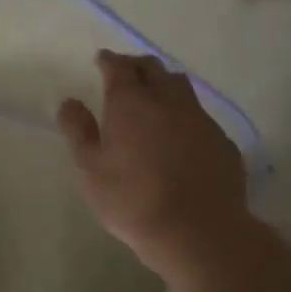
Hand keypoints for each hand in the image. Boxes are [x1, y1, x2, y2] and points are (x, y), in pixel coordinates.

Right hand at [57, 50, 248, 278]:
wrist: (198, 231)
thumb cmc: (132, 200)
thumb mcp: (91, 169)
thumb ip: (78, 130)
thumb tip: (69, 101)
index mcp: (131, 103)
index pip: (119, 67)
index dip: (109, 60)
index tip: (101, 59)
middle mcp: (168, 100)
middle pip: (153, 68)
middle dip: (136, 65)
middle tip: (125, 73)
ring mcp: (199, 118)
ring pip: (180, 86)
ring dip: (163, 83)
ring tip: (154, 95)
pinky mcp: (221, 140)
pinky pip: (199, 114)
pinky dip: (184, 113)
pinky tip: (179, 133)